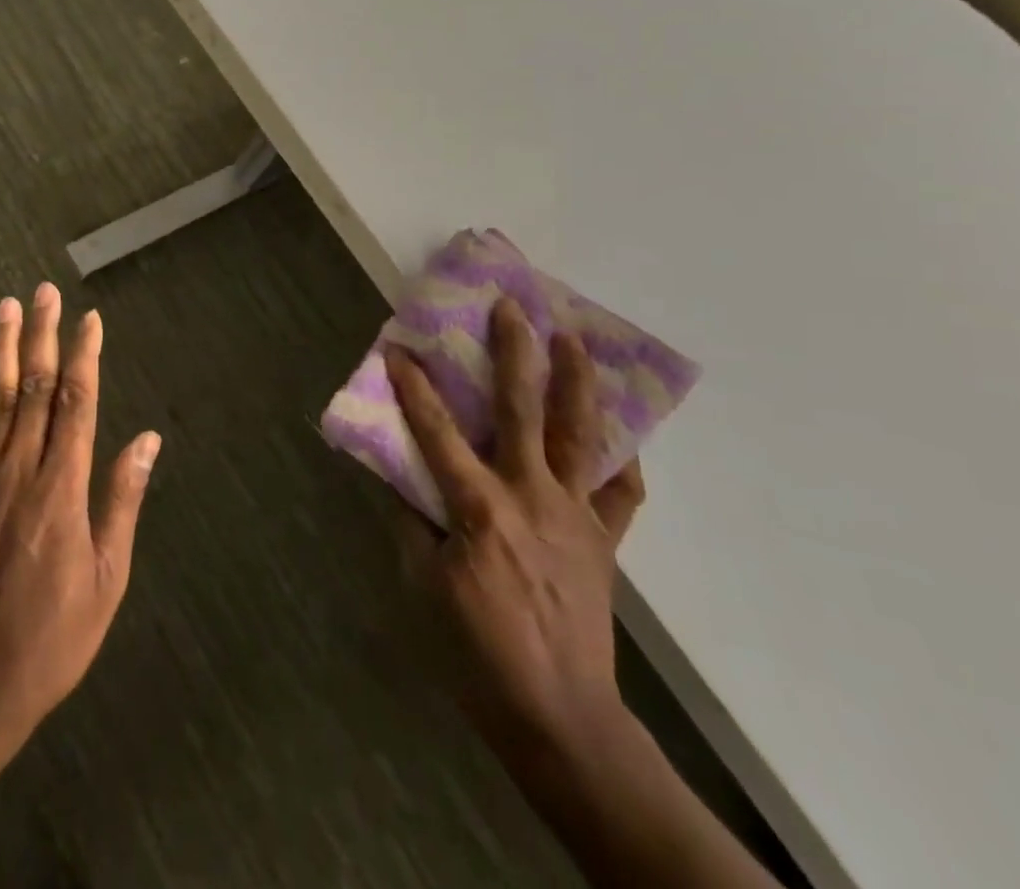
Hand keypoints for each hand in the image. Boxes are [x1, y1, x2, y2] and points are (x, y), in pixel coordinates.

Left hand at [0, 283, 160, 740]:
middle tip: (45, 291)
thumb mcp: (107, 577)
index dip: (84, 356)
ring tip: (8, 306)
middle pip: (34, 387)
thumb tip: (146, 440)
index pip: (77, 403)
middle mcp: (20, 469)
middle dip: (42, 335)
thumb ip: (121, 500)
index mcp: (63, 487)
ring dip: (3, 348)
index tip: (90, 320)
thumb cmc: (53, 635)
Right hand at [388, 297, 645, 771]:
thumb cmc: (476, 649)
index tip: (399, 349)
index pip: (437, 433)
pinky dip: (620, 456)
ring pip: (580, 435)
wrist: (558, 713)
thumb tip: (400, 476)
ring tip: (574, 338)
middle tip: (512, 306)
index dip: (414, 388)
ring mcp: (575, 515)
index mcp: (480, 508)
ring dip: (577, 382)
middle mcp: (531, 496)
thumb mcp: (423, 583)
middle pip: (522, 411)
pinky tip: (617, 430)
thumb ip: (411, 521)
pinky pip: (620, 490)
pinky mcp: (603, 539)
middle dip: (515, 353)